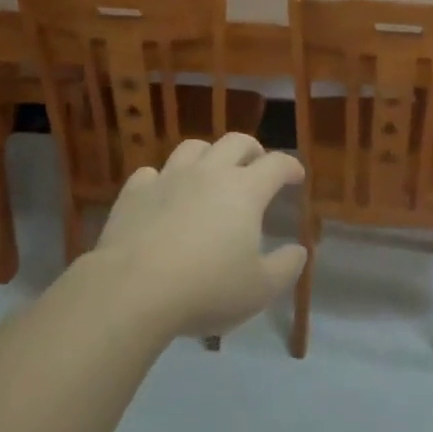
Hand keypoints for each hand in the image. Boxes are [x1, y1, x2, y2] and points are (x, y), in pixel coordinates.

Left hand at [91, 134, 306, 339]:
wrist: (133, 289)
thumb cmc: (206, 289)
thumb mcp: (259, 289)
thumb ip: (285, 267)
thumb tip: (299, 250)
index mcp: (244, 190)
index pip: (276, 164)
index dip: (290, 167)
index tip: (296, 176)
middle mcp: (209, 172)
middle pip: (235, 142)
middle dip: (252, 149)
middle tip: (256, 164)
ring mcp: (169, 178)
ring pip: (193, 148)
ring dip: (208, 155)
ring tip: (211, 171)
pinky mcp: (135, 192)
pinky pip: (152, 173)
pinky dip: (163, 179)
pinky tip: (163, 194)